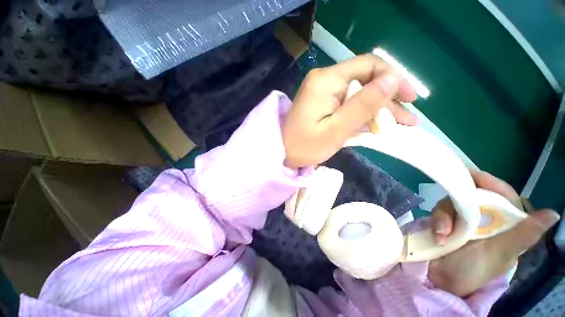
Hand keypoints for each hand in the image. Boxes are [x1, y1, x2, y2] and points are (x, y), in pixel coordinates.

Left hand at [282, 54, 417, 168]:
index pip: (368, 65)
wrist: (282, 153)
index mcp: (327, 81)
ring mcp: (323, 92)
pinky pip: (347, 103)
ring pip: (358, 93)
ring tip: (400, 125)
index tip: (410, 99)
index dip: (393, 79)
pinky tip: (376, 125)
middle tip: (407, 119)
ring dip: (379, 108)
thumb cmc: (305, 146)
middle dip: (388, 99)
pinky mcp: (322, 103)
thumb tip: (392, 80)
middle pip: (365, 81)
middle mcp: (325, 80)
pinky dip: (362, 114)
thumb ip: (363, 105)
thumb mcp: (336, 130)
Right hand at [427, 169, 559, 296]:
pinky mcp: (445, 222)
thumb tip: (553, 214)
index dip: (489, 182)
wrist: (441, 281)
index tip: (470, 174)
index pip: (503, 194)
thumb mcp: (501, 255)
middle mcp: (484, 218)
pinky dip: (437, 221)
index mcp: (504, 224)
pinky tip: (438, 235)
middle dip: (459, 203)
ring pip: (452, 203)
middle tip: (452, 213)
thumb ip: (523, 235)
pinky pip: (439, 212)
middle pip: (472, 195)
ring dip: (445, 216)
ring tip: (443, 235)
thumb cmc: (475, 270)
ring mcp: (463, 220)